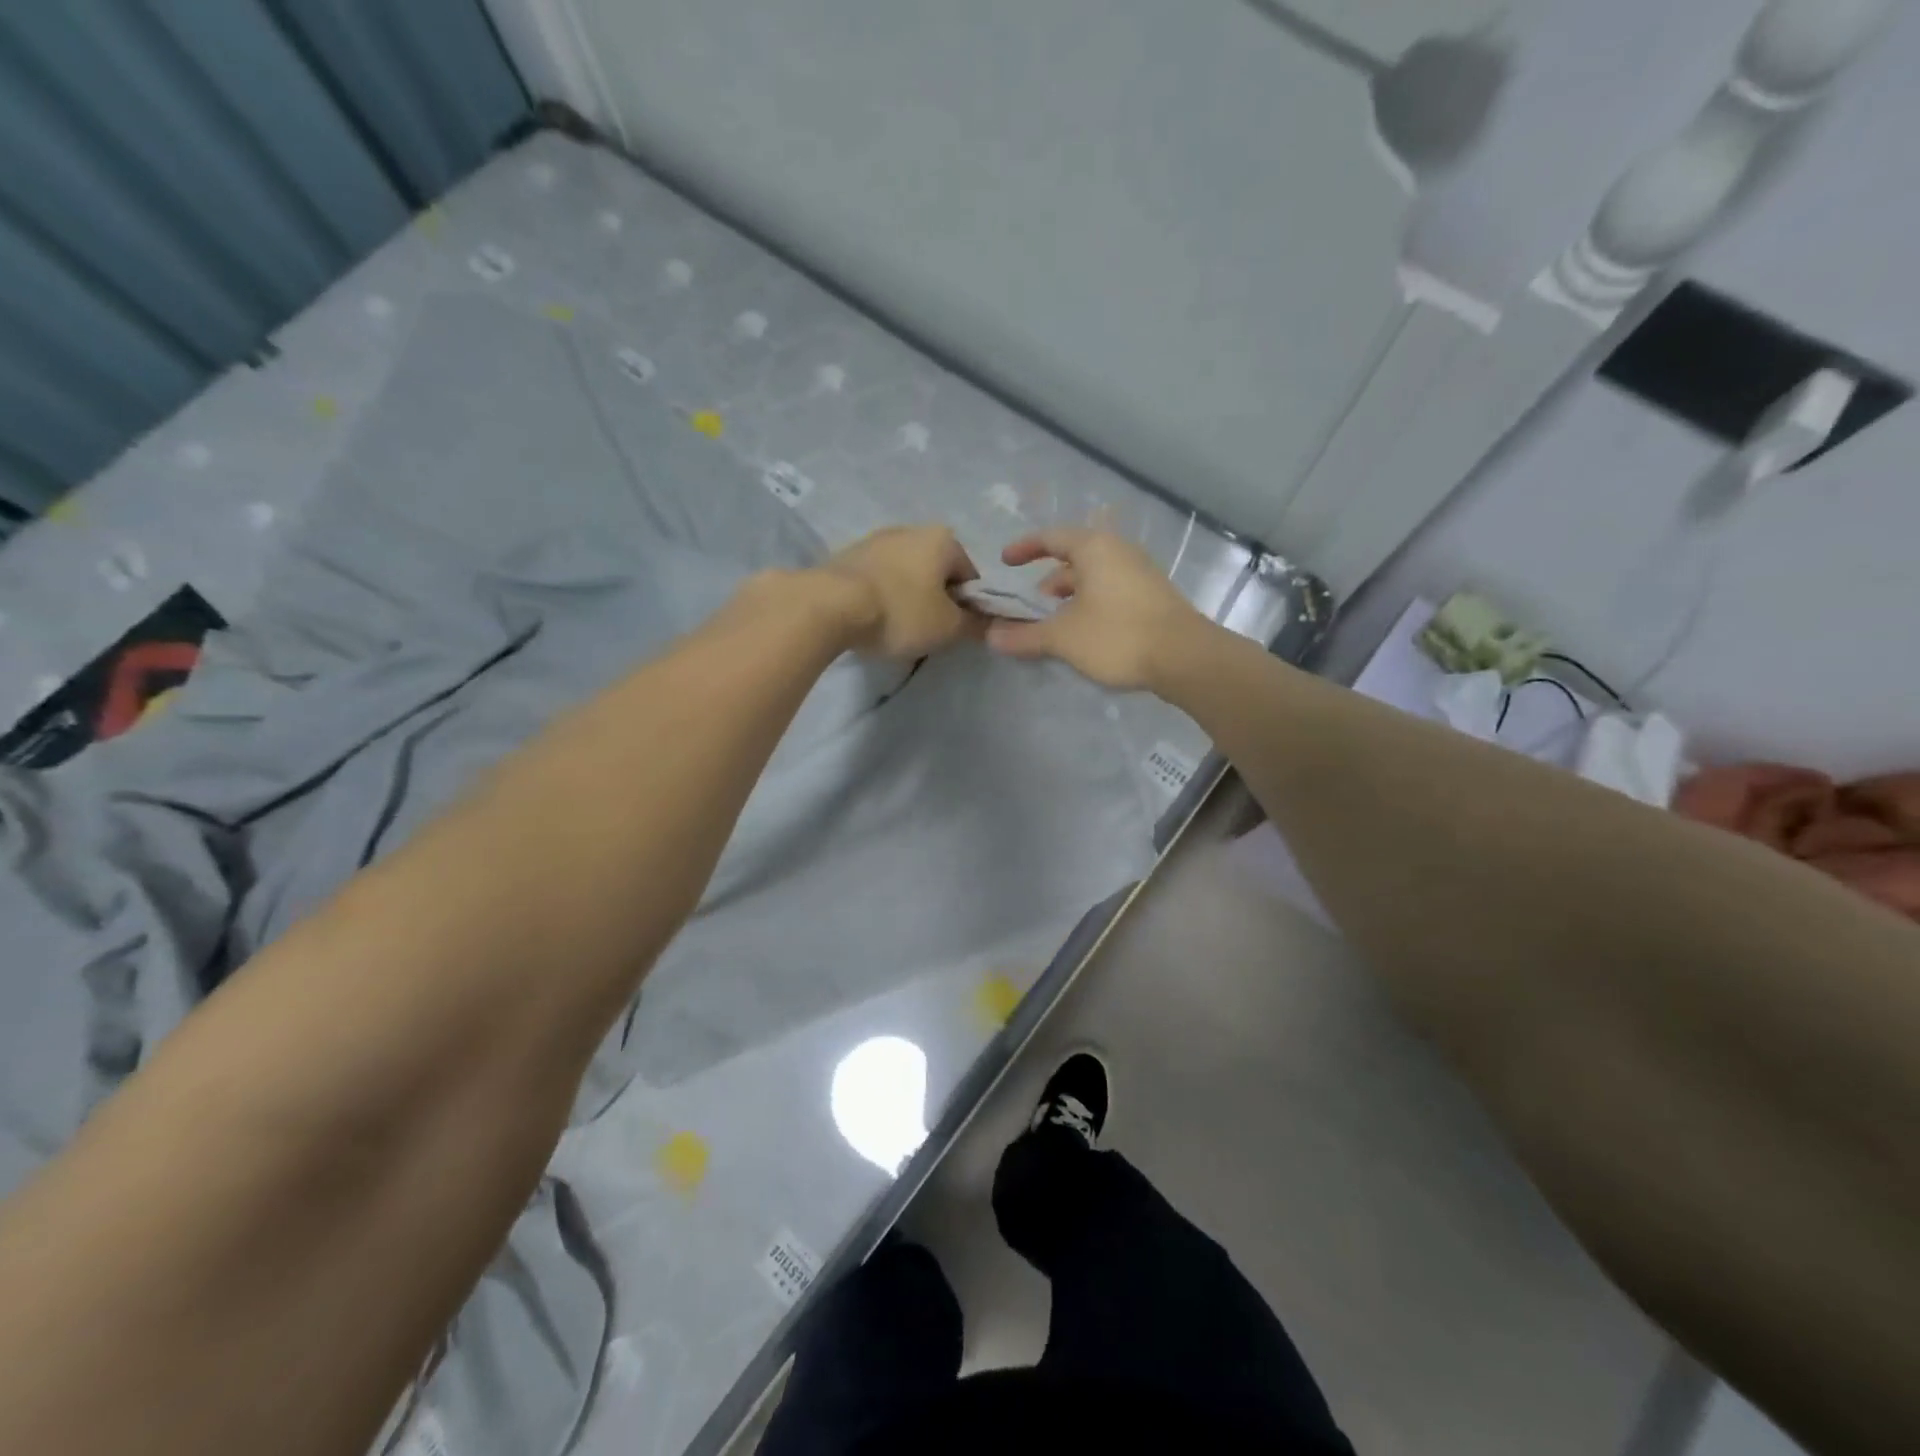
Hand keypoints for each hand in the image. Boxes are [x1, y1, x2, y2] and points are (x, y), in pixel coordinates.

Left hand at [819, 525, 982, 658]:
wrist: (830, 605)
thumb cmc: (901, 612)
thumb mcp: (948, 627)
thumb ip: (975, 625)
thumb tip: (990, 624)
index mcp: (943, 539)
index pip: (970, 575)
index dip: (969, 606)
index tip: (955, 630)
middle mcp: (910, 529)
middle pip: (936, 571)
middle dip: (936, 599)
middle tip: (927, 631)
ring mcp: (875, 539)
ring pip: (905, 573)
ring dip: (907, 597)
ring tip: (896, 628)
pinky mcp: (846, 555)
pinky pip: (877, 578)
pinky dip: (881, 596)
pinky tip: (872, 618)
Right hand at [983, 529, 1205, 690]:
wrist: (1184, 657)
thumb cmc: (1117, 635)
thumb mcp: (1063, 637)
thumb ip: (1025, 636)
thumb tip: (991, 637)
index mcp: (1094, 548)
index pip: (1051, 537)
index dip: (1024, 548)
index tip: (1005, 563)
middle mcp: (1118, 551)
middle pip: (1073, 558)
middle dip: (1047, 581)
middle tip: (1030, 607)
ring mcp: (1140, 573)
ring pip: (1093, 577)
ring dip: (1069, 597)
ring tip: (1055, 624)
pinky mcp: (1152, 595)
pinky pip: (1110, 590)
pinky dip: (1090, 604)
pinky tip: (1085, 633)